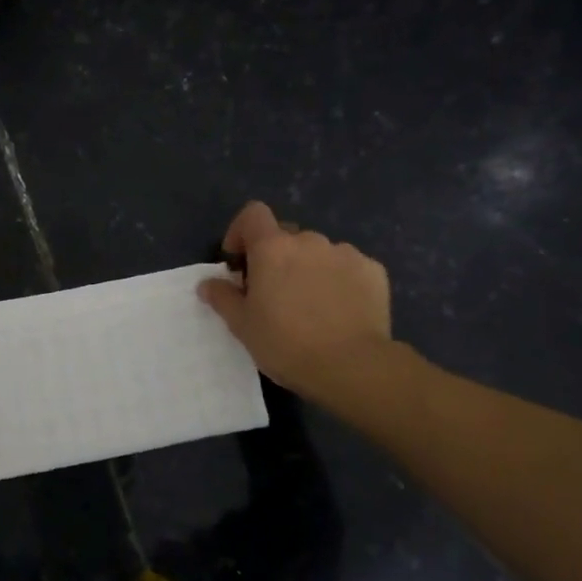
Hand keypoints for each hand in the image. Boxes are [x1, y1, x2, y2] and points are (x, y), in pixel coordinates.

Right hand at [199, 201, 401, 408]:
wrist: (352, 366)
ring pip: (319, 253)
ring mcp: (345, 253)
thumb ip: (223, 298)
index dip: (241, 231)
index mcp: (273, 249)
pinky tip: (339, 311)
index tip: (238, 260)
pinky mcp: (373, 271)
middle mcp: (310, 241)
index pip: (253, 214)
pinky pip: (348, 268)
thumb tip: (208, 283)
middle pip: (286, 237)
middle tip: (273, 293)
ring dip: (309, 269)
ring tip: (310, 306)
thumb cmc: (286, 344)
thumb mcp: (242, 326)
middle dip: (276, 257)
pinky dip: (339, 281)